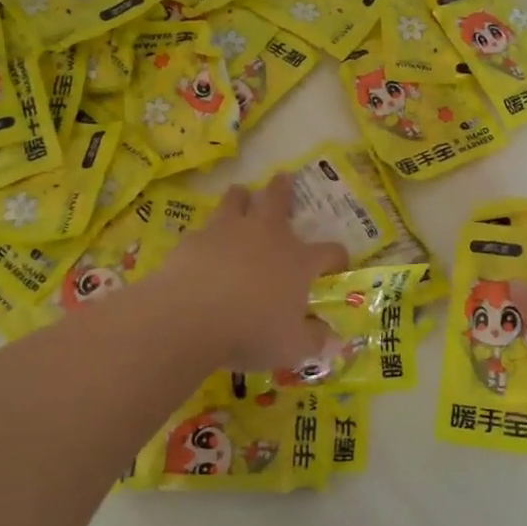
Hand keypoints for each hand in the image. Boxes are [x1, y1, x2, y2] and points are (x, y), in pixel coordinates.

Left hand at [155, 177, 347, 371]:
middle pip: (278, 199)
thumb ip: (315, 340)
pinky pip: (203, 229)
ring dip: (241, 197)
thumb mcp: (292, 347)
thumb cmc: (250, 331)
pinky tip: (203, 246)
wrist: (188, 317)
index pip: (329, 251)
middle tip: (283, 178)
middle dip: (283, 189)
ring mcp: (227, 231)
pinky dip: (207, 234)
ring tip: (241, 196)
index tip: (338, 263)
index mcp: (297, 260)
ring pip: (236, 200)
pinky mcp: (194, 239)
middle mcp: (266, 235)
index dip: (337, 257)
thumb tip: (333, 340)